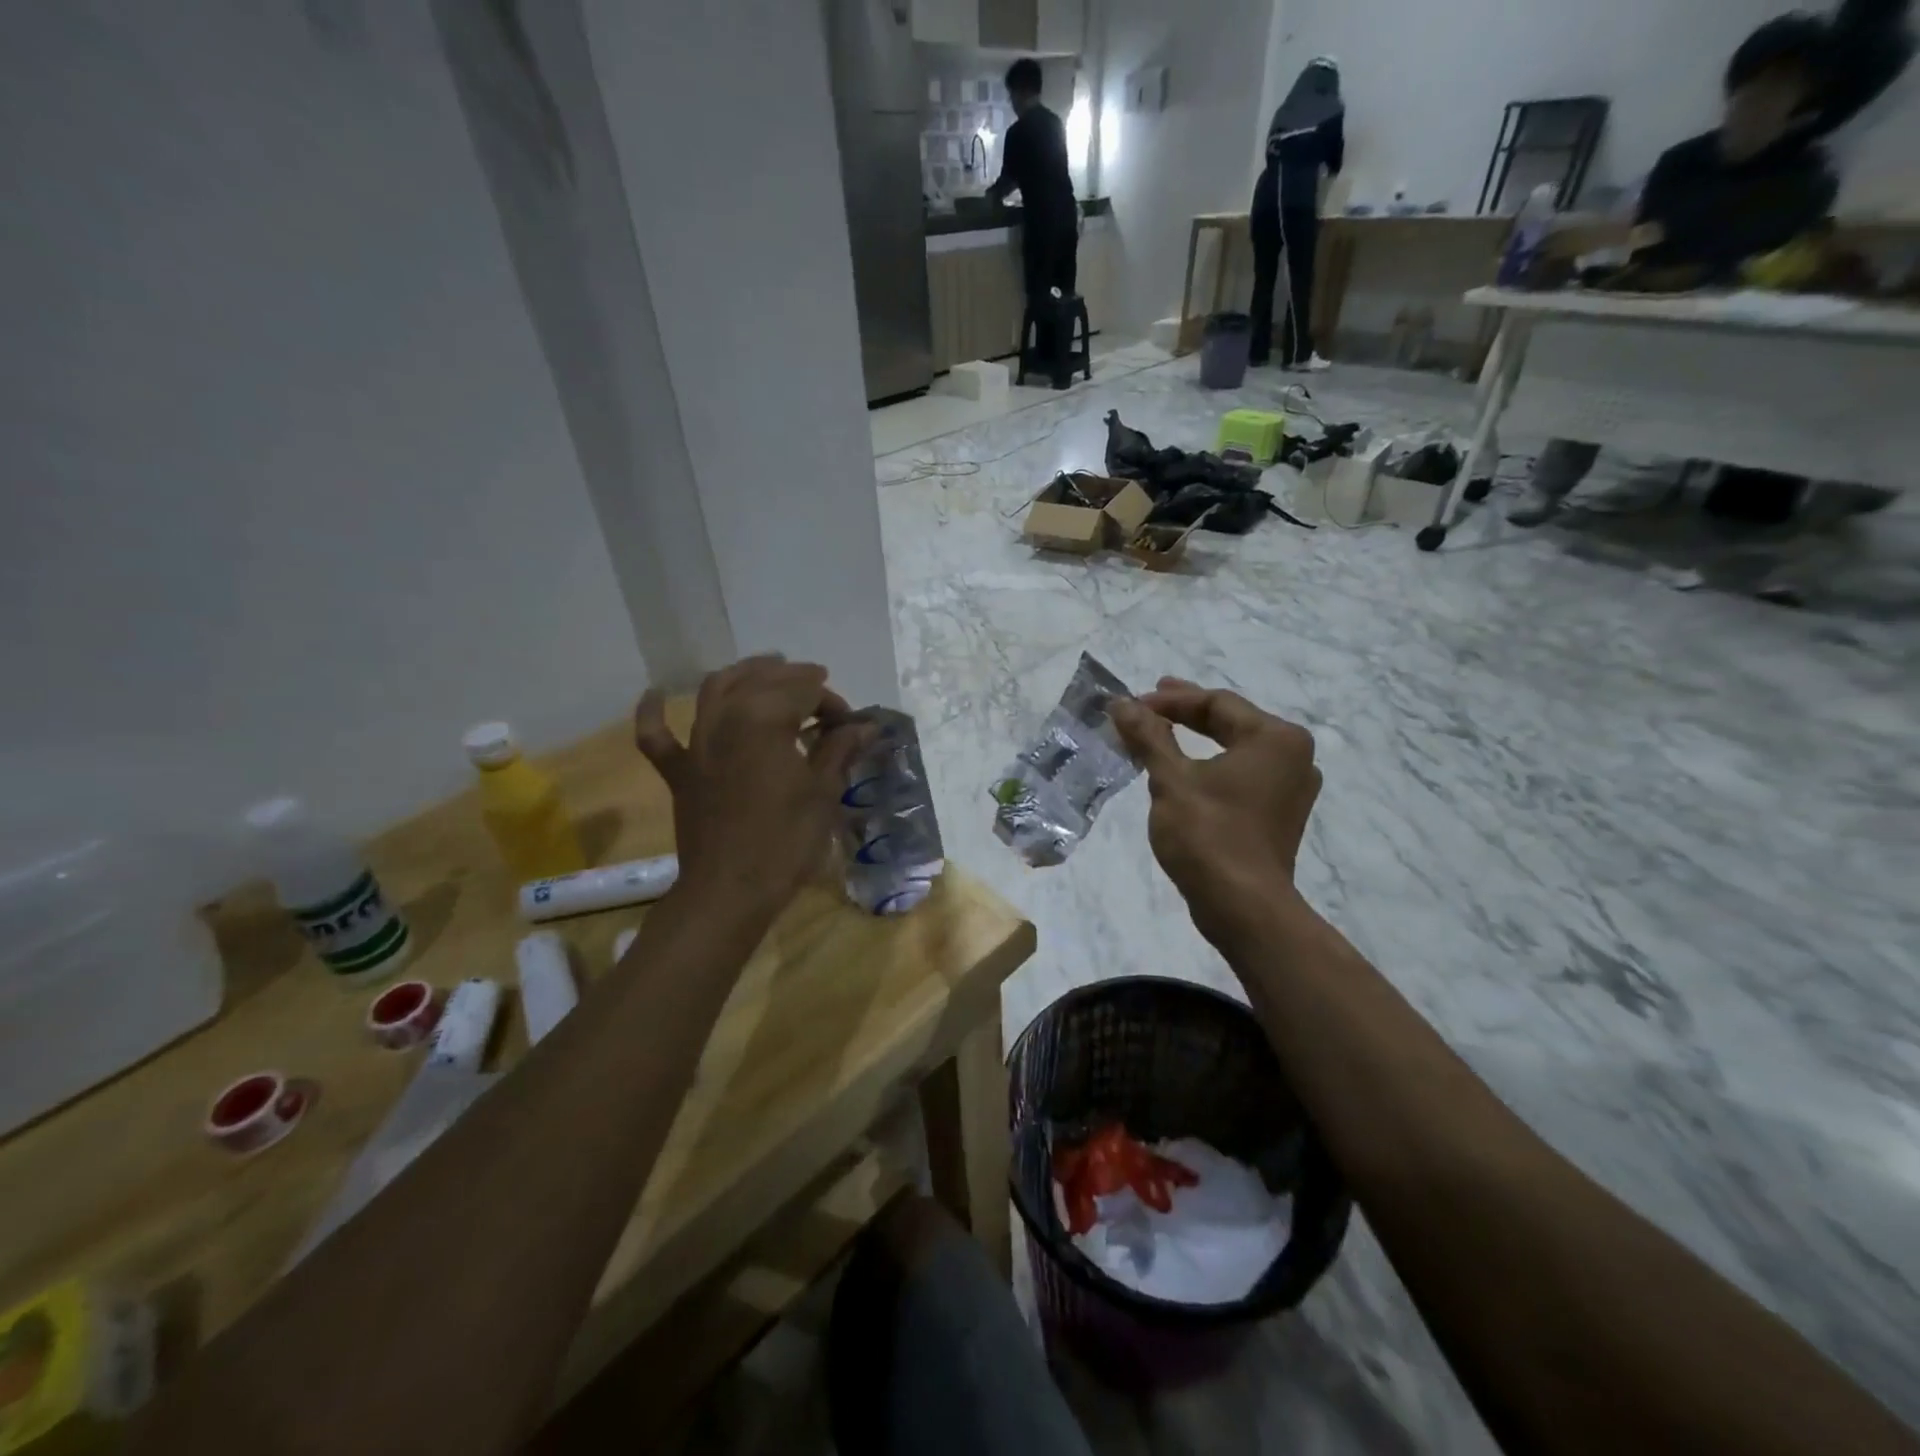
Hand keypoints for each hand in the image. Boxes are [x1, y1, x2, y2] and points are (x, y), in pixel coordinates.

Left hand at [634, 657, 873, 920]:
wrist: (730, 891)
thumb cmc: (786, 841)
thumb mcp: (823, 793)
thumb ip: (840, 750)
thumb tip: (866, 726)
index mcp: (766, 719)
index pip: (805, 691)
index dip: (832, 703)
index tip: (849, 726)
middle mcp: (726, 718)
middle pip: (763, 681)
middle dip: (796, 680)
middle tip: (820, 691)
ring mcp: (697, 743)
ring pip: (715, 690)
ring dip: (743, 673)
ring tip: (767, 669)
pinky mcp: (679, 771)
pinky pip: (656, 736)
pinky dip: (653, 712)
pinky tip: (654, 693)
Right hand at [1111, 678, 1320, 944]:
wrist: (1243, 907)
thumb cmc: (1209, 834)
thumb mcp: (1171, 780)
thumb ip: (1148, 736)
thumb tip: (1120, 703)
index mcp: (1275, 738)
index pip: (1217, 703)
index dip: (1169, 701)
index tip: (1131, 705)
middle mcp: (1294, 756)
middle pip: (1230, 722)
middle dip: (1185, 713)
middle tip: (1148, 702)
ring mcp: (1290, 788)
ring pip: (1236, 749)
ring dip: (1195, 740)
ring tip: (1160, 732)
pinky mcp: (1279, 814)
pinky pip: (1241, 774)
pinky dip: (1210, 766)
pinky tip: (1183, 769)